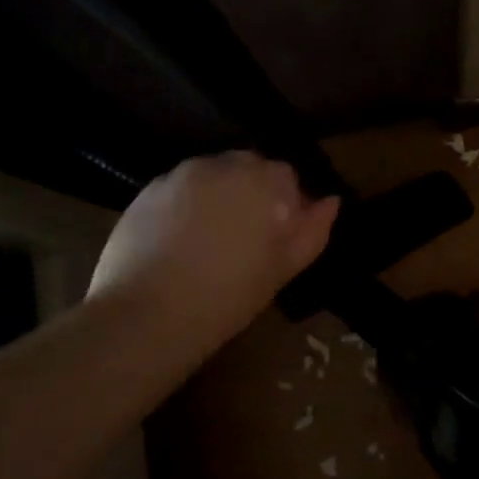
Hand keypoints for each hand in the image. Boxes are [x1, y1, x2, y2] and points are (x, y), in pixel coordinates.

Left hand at [88, 152, 339, 350]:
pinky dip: (184, 205)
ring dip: (217, 197)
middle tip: (242, 241)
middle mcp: (224, 165)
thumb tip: (330, 201)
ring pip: (212, 176)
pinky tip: (176, 242)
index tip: (274, 240)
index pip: (286, 178)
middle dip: (250, 194)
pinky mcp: (148, 188)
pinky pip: (179, 188)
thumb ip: (312, 230)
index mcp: (265, 182)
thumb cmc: (228, 296)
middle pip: (247, 168)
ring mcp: (182, 173)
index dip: (283, 207)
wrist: (147, 313)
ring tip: (207, 242)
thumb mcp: (282, 270)